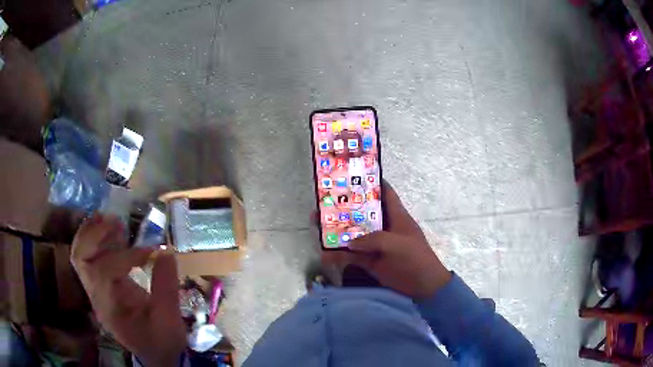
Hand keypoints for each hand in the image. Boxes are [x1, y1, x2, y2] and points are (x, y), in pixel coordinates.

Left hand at [71, 215, 184, 366]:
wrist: (156, 357)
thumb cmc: (162, 341)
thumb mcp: (169, 319)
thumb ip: (166, 286)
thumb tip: (165, 251)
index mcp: (110, 307)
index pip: (105, 271)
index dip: (127, 255)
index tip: (151, 251)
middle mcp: (96, 296)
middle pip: (80, 258)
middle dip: (94, 235)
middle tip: (115, 221)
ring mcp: (96, 291)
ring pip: (81, 255)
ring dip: (93, 233)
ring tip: (112, 220)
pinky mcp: (102, 287)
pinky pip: (91, 258)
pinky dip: (97, 240)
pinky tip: (111, 232)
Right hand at [324, 181, 450, 298]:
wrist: (423, 287)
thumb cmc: (415, 258)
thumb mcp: (397, 244)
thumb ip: (373, 240)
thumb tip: (349, 242)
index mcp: (396, 216)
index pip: (385, 194)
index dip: (371, 183)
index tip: (352, 176)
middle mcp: (384, 228)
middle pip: (363, 214)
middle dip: (345, 209)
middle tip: (324, 203)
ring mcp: (377, 245)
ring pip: (354, 235)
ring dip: (338, 232)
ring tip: (317, 226)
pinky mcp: (371, 261)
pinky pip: (352, 256)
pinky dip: (340, 256)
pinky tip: (325, 254)